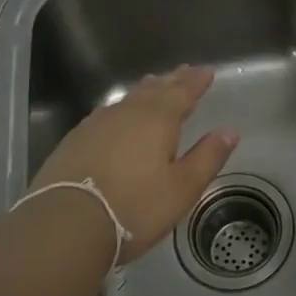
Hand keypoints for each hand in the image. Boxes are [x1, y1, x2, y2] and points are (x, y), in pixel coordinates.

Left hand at [30, 65, 238, 259]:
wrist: (65, 224)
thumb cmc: (134, 207)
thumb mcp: (182, 188)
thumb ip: (207, 157)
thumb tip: (230, 131)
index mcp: (159, 119)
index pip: (183, 91)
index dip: (197, 81)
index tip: (207, 71)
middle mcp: (128, 112)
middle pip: (155, 89)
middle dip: (172, 80)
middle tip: (183, 71)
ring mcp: (97, 124)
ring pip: (128, 99)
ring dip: (145, 91)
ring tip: (153, 84)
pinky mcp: (75, 140)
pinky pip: (107, 114)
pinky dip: (121, 109)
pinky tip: (117, 116)